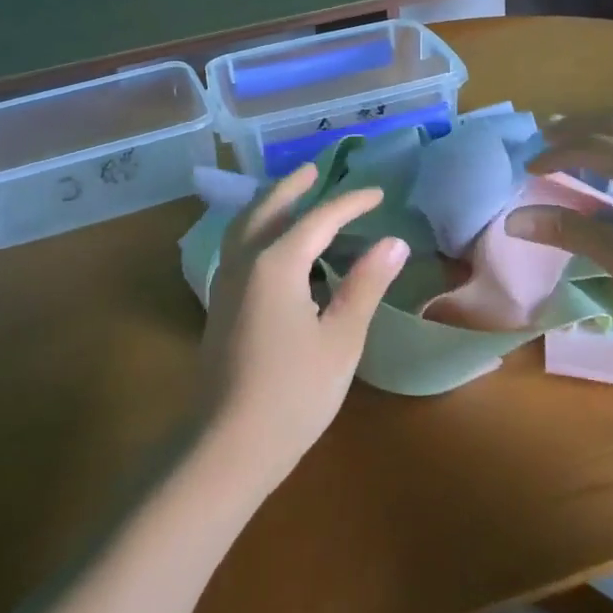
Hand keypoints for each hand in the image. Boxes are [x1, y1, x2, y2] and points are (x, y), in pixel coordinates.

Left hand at [198, 165, 408, 496]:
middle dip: (293, 187)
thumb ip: (365, 285)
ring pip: (244, 226)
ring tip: (290, 196)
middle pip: (268, 209)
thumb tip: (394, 243)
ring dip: (268, 204)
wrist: (228, 443)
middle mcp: (244, 261)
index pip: (319, 218)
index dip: (350, 203)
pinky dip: (255, 229)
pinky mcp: (219, 304)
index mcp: (276, 263)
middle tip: (315, 170)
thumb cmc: (294, 392)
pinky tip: (269, 245)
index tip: (378, 195)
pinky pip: (237, 247)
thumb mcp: (341, 338)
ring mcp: (225, 282)